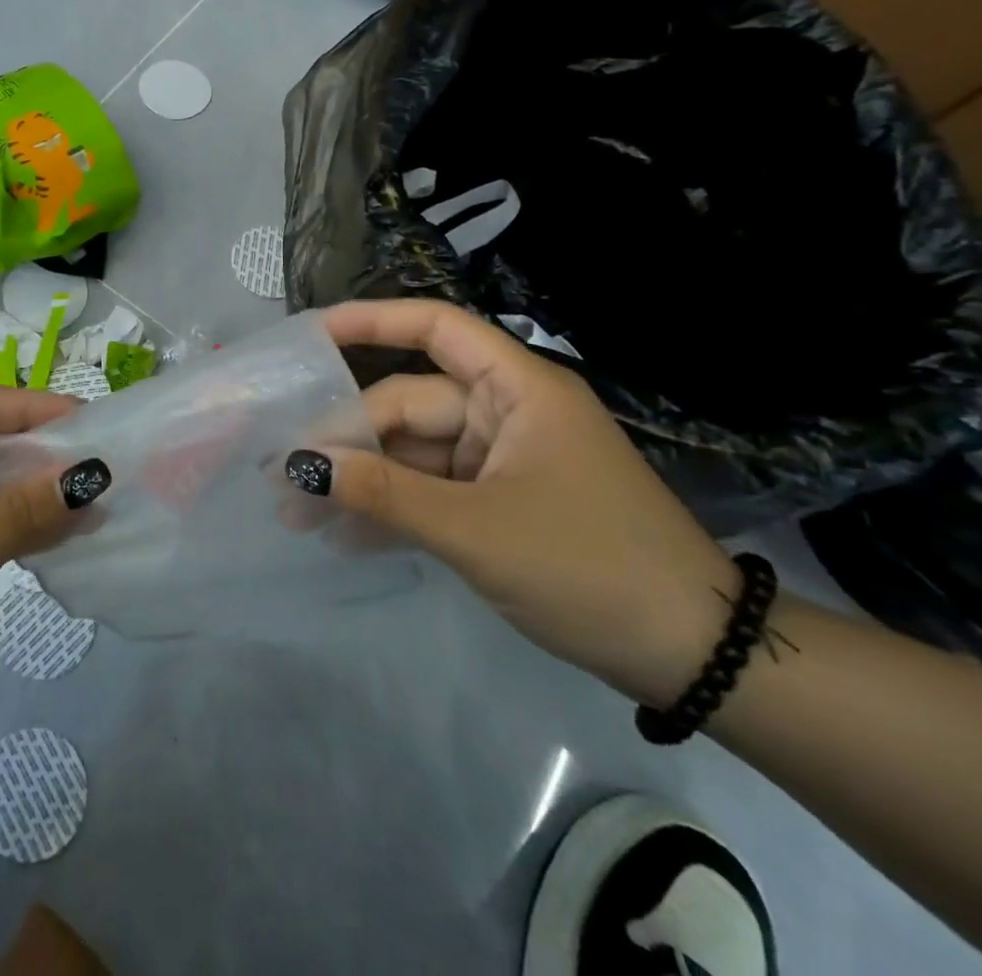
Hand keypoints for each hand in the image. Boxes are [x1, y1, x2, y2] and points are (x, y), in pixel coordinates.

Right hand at [309, 300, 740, 707]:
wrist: (696, 660)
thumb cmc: (589, 567)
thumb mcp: (476, 530)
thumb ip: (384, 493)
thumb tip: (301, 465)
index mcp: (518, 390)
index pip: (435, 328)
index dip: (371, 321)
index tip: (310, 336)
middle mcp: (507, 412)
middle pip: (409, 403)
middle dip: (348, 439)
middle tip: (285, 478)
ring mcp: (503, 460)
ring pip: (415, 453)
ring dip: (363, 481)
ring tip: (300, 516)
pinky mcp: (501, 503)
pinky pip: (432, 490)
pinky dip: (393, 509)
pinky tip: (345, 536)